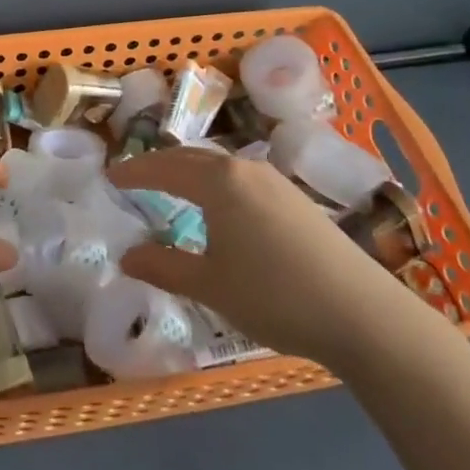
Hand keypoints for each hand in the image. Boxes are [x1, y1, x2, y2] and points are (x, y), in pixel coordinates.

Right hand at [108, 149, 398, 363]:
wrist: (360, 311)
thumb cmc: (273, 295)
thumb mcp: (210, 286)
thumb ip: (164, 267)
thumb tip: (126, 254)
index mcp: (218, 181)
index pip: (164, 168)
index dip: (135, 172)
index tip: (109, 176)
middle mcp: (245, 169)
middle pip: (192, 158)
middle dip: (161, 165)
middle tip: (135, 178)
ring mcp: (275, 181)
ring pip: (220, 166)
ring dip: (191, 172)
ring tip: (173, 189)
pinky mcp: (296, 199)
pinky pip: (242, 178)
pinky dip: (217, 183)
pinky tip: (221, 209)